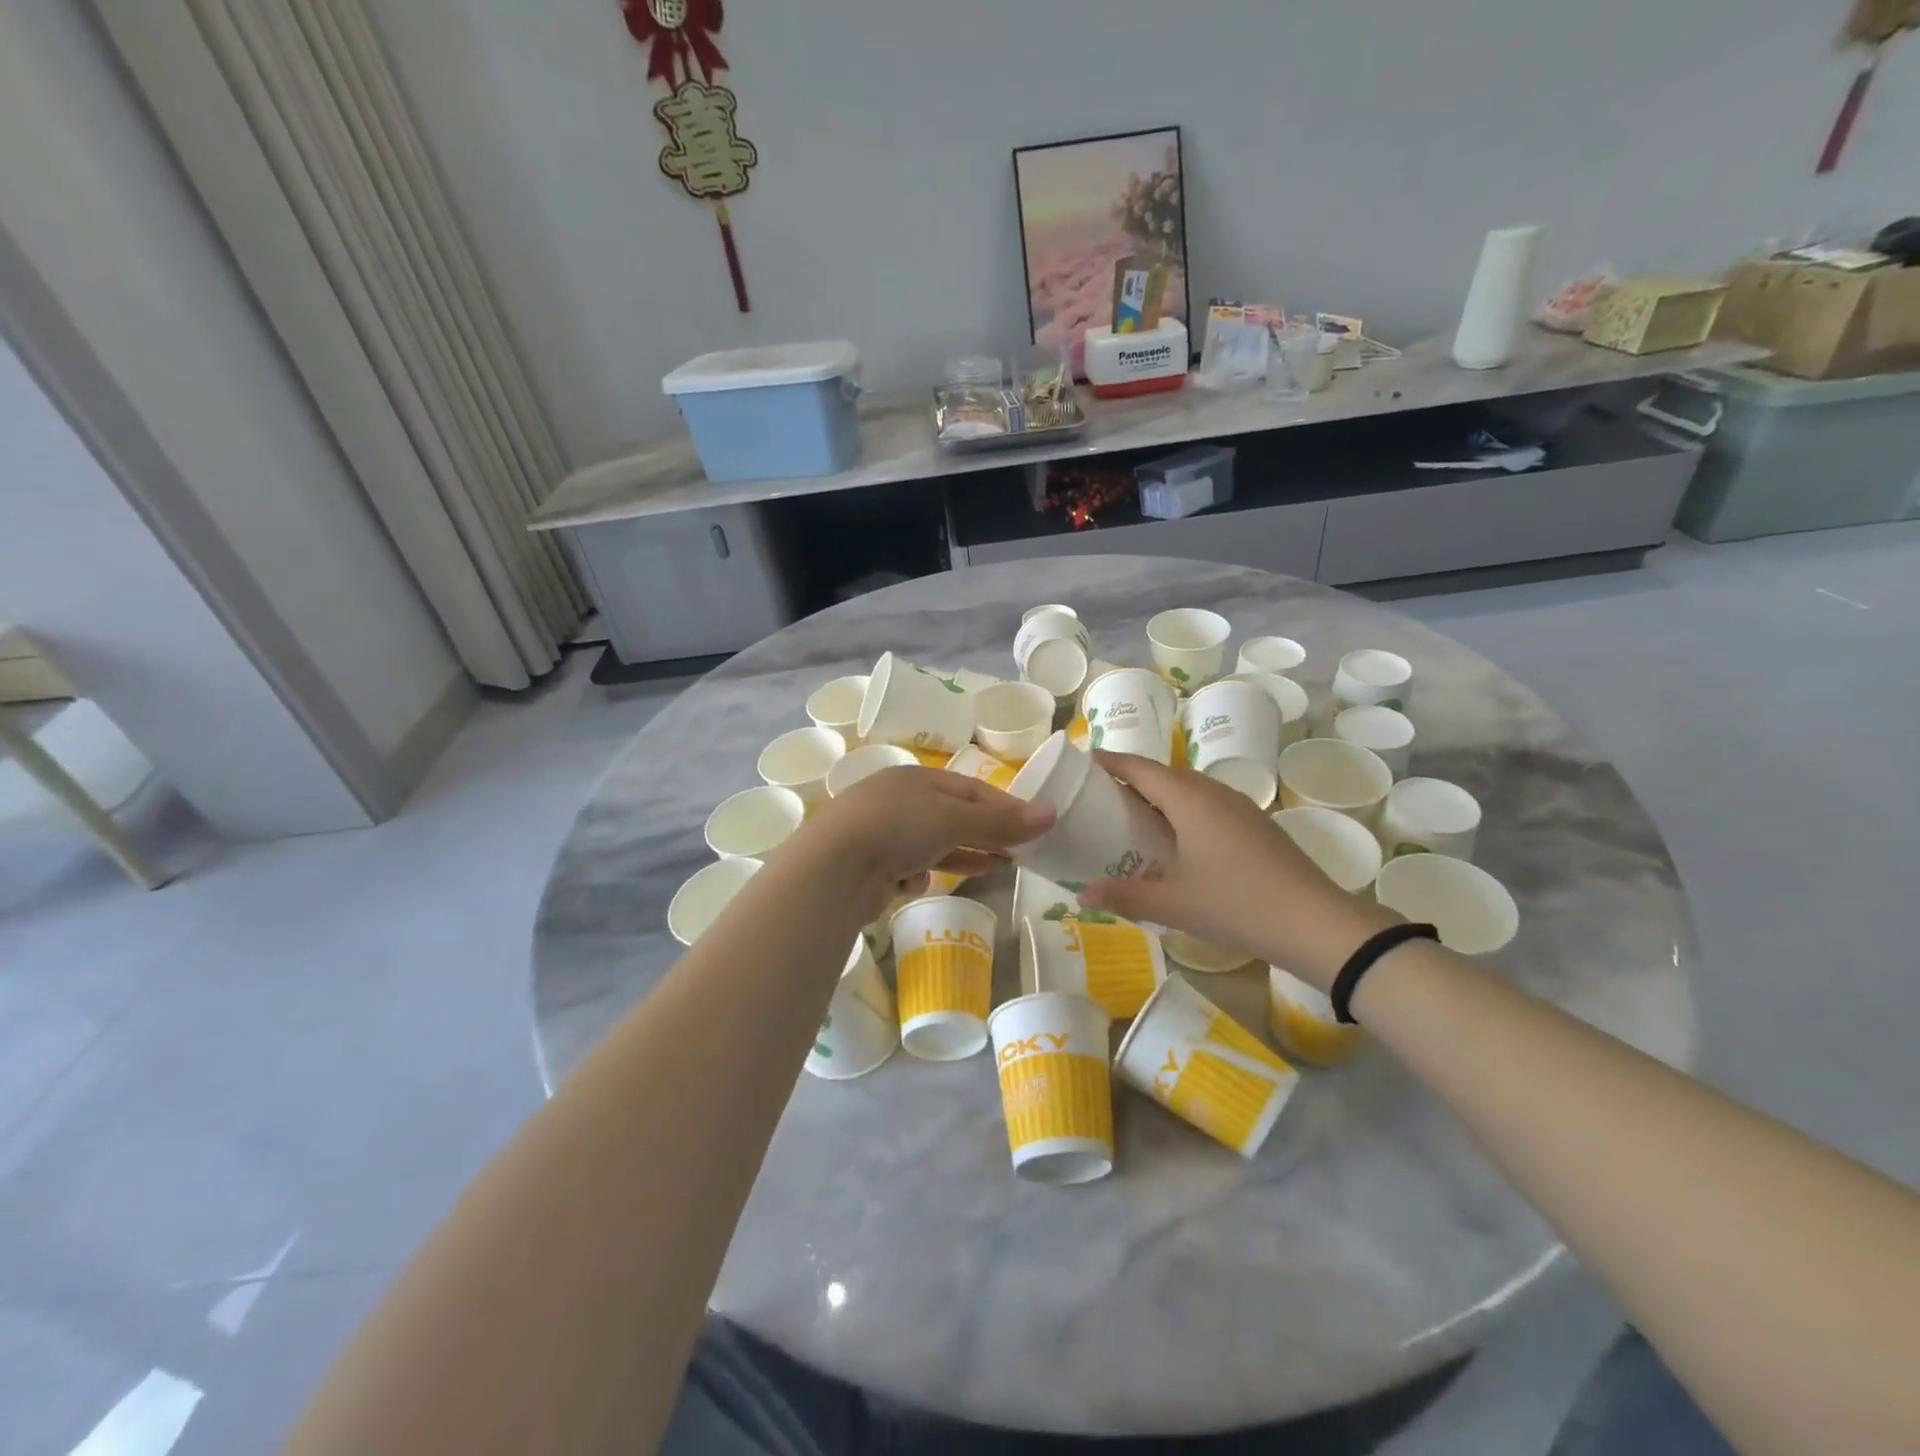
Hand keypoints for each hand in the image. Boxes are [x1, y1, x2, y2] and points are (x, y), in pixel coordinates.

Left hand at [792, 766, 1054, 918]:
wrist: (833, 867)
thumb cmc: (898, 828)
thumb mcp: (955, 819)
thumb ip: (1001, 820)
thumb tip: (1051, 813)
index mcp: (917, 778)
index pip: (972, 789)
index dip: (1006, 807)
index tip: (1036, 826)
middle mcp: (897, 799)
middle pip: (953, 815)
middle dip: (985, 833)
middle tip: (1018, 852)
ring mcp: (881, 832)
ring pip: (932, 843)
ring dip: (960, 855)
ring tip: (992, 868)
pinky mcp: (869, 864)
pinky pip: (906, 867)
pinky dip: (916, 875)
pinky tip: (915, 883)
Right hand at [1078, 752, 1396, 989]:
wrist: (1315, 923)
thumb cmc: (1236, 904)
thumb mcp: (1173, 904)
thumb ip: (1124, 896)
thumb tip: (1081, 894)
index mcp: (1189, 798)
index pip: (1139, 767)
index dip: (1109, 762)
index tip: (1080, 766)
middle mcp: (1213, 791)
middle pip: (1163, 774)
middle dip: (1129, 779)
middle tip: (1097, 798)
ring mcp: (1239, 806)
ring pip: (1188, 788)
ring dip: (1158, 795)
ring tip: (1131, 818)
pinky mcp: (1255, 823)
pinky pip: (1207, 804)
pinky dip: (1181, 810)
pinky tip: (1175, 840)